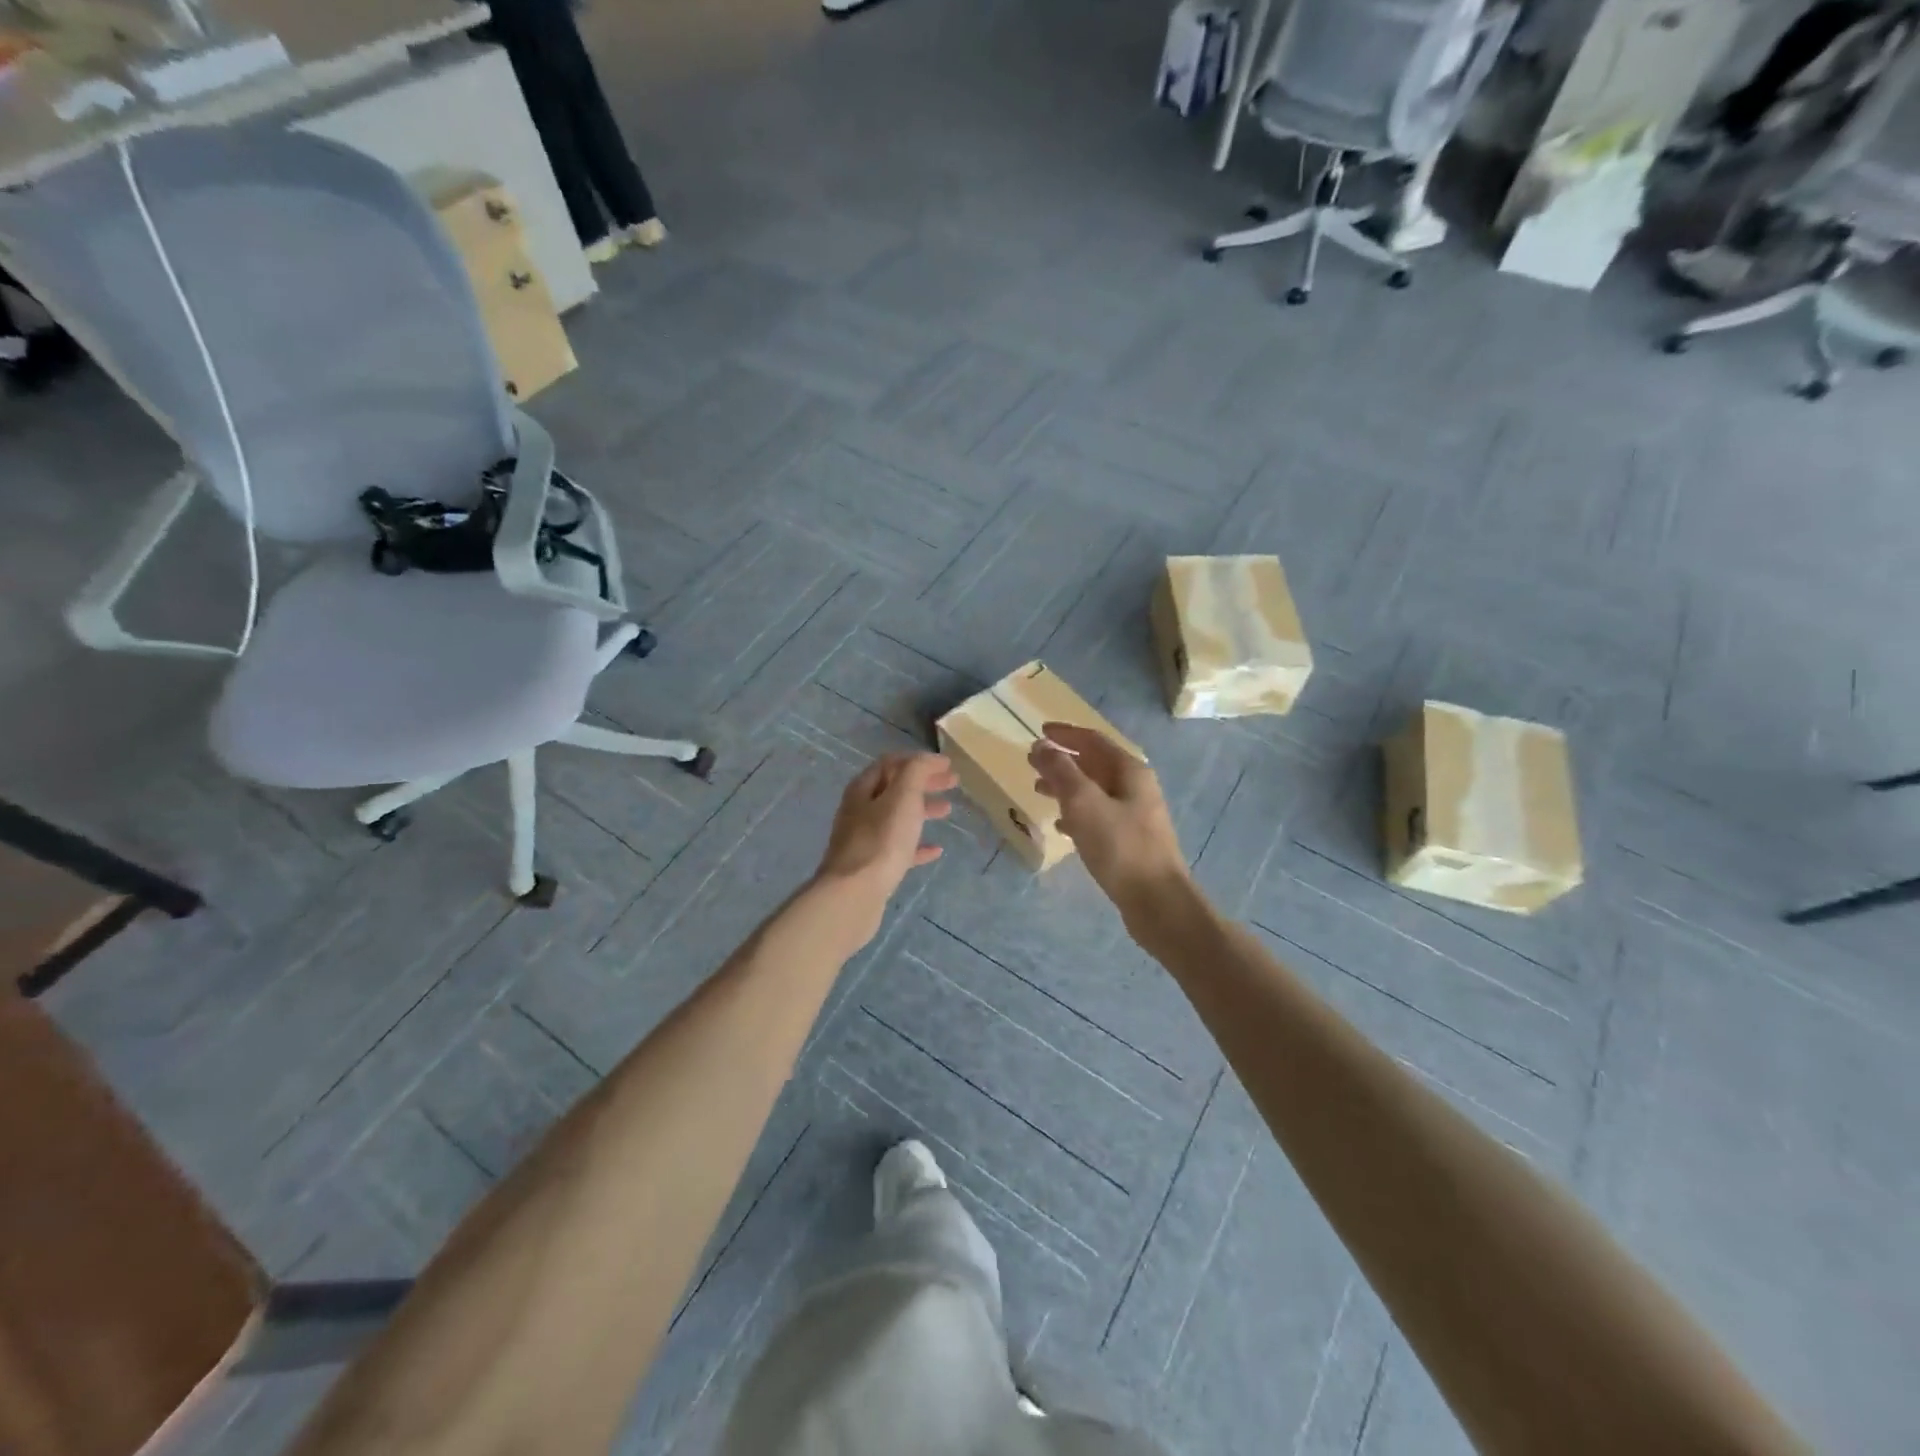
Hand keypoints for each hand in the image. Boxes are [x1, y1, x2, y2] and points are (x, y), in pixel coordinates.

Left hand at [814, 753, 955, 915]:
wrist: (854, 894)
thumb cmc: (881, 840)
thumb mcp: (903, 797)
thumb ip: (916, 772)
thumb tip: (929, 759)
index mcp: (863, 789)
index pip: (891, 763)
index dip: (919, 760)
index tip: (946, 764)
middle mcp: (860, 810)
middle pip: (895, 789)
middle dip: (924, 783)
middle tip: (953, 783)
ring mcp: (864, 840)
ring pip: (897, 818)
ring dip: (922, 810)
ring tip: (947, 811)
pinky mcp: (872, 866)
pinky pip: (898, 849)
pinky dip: (917, 845)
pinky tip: (936, 850)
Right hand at [1029, 723, 1188, 914]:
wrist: (1157, 901)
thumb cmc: (1120, 846)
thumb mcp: (1084, 803)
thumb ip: (1061, 772)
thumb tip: (1042, 746)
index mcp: (1129, 771)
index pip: (1093, 740)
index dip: (1065, 734)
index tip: (1039, 732)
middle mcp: (1135, 787)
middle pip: (1094, 764)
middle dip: (1063, 760)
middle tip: (1032, 762)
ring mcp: (1135, 815)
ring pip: (1094, 791)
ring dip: (1067, 787)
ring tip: (1039, 790)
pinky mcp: (1130, 840)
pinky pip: (1098, 816)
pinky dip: (1077, 814)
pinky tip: (1060, 826)